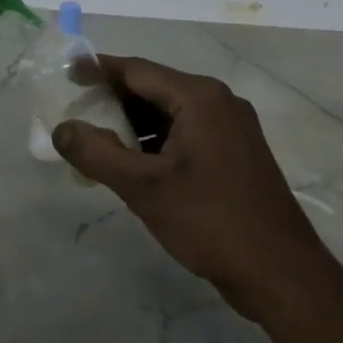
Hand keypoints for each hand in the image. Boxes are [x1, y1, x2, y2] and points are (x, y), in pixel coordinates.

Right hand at [52, 56, 326, 314]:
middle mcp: (219, 102)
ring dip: (134, 124)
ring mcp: (232, 129)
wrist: (280, 273)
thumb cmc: (209, 221)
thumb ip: (96, 153)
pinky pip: (186, 134)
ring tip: (97, 142)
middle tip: (76, 114)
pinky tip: (134, 165)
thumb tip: (61, 128)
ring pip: (170, 114)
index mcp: (200, 98)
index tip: (66, 73)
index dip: (99, 70)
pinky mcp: (236, 155)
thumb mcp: (143, 187)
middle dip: (114, 100)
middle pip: (155, 89)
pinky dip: (156, 142)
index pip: (138, 70)